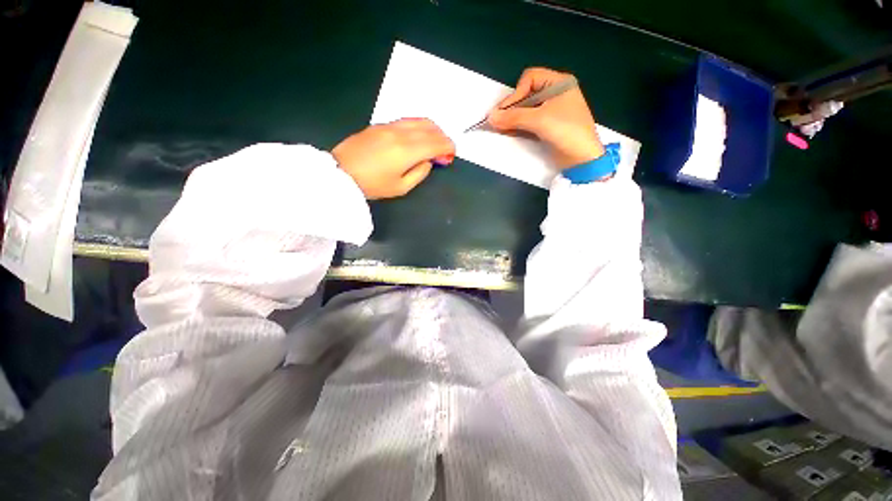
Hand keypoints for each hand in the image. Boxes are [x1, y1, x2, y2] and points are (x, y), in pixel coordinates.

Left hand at [332, 118, 455, 199]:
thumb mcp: (401, 188)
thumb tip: (428, 162)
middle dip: (442, 137)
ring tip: (434, 141)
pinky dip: (418, 126)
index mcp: (407, 151)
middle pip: (430, 128)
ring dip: (431, 129)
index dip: (448, 147)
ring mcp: (389, 126)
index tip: (452, 154)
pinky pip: (406, 120)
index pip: (436, 143)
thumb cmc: (372, 185)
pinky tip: (417, 136)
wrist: (341, 173)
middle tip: (445, 149)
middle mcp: (401, 133)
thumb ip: (419, 173)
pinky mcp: (380, 125)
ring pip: (418, 120)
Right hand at [487, 68, 603, 169]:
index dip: (516, 93)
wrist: (581, 158)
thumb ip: (513, 117)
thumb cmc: (565, 131)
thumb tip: (491, 117)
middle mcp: (554, 94)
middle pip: (526, 94)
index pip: (530, 78)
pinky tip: (508, 132)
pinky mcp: (547, 126)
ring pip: (526, 110)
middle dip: (512, 107)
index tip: (506, 111)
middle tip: (498, 121)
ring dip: (512, 118)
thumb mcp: (539, 120)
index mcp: (559, 83)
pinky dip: (518, 126)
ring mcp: (551, 111)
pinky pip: (528, 122)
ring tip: (499, 128)